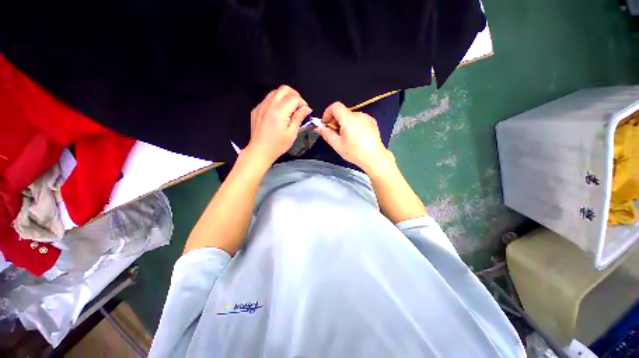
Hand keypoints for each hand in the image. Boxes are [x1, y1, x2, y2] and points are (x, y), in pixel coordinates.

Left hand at [247, 85, 311, 163]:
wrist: (260, 150)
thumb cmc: (277, 145)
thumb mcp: (292, 133)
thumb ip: (299, 118)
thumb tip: (306, 108)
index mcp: (279, 112)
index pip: (294, 98)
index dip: (302, 102)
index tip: (305, 110)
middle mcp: (269, 105)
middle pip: (284, 89)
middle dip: (294, 95)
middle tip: (298, 106)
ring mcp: (261, 106)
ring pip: (275, 92)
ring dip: (285, 97)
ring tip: (289, 109)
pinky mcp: (257, 109)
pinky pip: (268, 99)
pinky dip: (276, 101)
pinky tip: (279, 113)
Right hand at [315, 102, 392, 173]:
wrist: (374, 157)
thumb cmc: (355, 152)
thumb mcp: (337, 144)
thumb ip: (326, 133)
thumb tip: (319, 127)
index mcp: (349, 118)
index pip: (335, 106)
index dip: (327, 113)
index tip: (326, 123)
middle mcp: (359, 115)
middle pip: (343, 112)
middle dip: (335, 121)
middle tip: (334, 134)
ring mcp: (367, 118)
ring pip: (350, 117)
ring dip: (344, 124)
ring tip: (346, 138)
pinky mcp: (372, 122)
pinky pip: (358, 120)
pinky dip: (353, 125)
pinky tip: (355, 137)